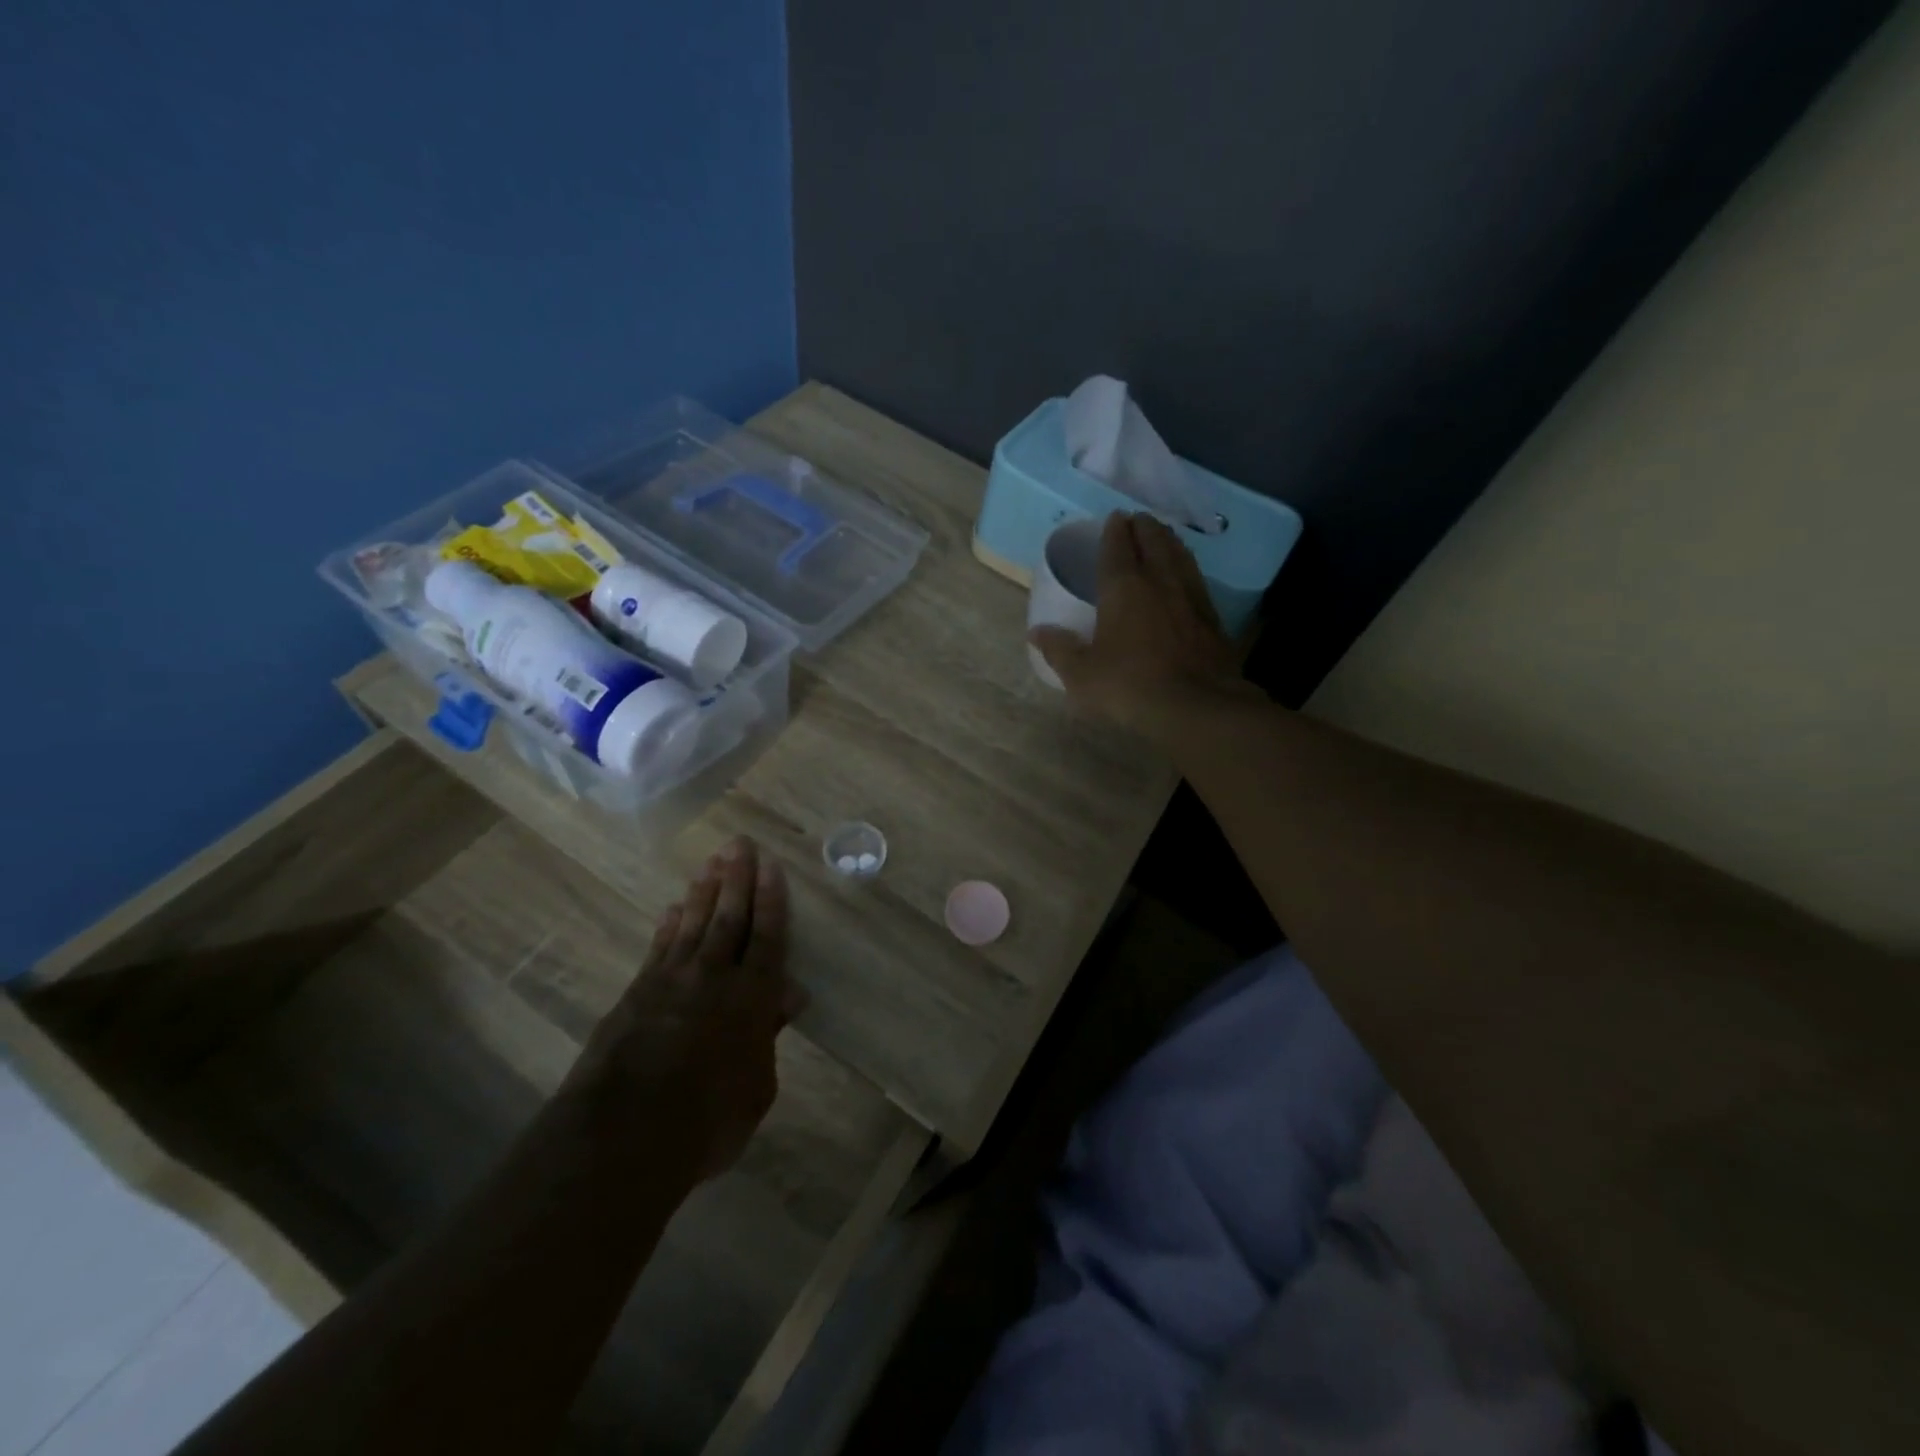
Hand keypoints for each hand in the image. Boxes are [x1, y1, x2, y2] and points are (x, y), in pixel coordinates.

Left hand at [564, 837, 804, 1181]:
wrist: (623, 1136)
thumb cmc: (707, 1121)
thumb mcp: (756, 1088)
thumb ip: (768, 1036)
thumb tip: (787, 997)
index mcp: (751, 998)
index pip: (767, 937)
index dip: (771, 900)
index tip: (771, 866)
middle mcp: (713, 978)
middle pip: (728, 917)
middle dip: (737, 878)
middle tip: (739, 844)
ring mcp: (670, 982)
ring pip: (692, 924)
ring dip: (703, 891)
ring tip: (711, 863)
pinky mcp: (636, 994)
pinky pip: (658, 948)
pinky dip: (668, 925)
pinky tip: (672, 908)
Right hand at [1029, 512, 1246, 737]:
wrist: (1196, 707)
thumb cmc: (1129, 686)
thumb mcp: (1082, 674)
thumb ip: (1059, 650)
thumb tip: (1037, 632)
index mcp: (1123, 588)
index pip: (1117, 547)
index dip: (1114, 531)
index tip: (1114, 517)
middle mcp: (1159, 582)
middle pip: (1153, 542)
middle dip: (1144, 528)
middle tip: (1138, 520)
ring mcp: (1190, 597)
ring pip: (1180, 556)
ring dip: (1169, 541)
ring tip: (1163, 535)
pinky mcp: (1212, 618)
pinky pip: (1196, 580)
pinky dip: (1188, 568)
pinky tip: (1187, 575)